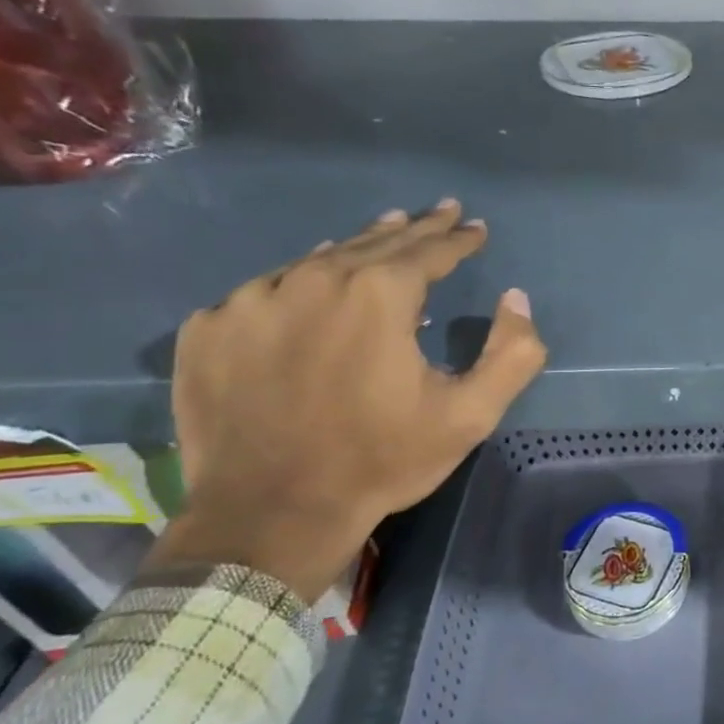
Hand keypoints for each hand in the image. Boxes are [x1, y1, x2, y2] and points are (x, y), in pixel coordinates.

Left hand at [149, 200, 546, 601]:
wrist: (271, 512)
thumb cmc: (383, 459)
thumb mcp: (472, 414)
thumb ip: (512, 352)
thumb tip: (516, 298)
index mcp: (378, 295)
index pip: (429, 250)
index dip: (458, 238)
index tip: (476, 227)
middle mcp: (312, 281)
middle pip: (373, 243)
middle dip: (413, 229)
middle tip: (438, 211)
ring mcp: (250, 302)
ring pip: (316, 261)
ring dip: (355, 249)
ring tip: (381, 235)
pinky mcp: (207, 331)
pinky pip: (263, 292)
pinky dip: (296, 284)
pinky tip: (306, 289)